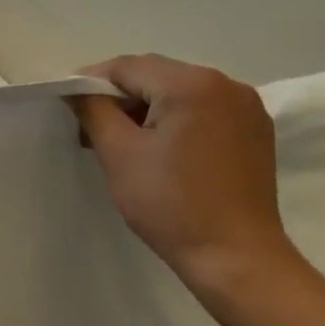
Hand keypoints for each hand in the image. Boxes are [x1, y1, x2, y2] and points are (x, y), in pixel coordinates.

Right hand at [71, 54, 301, 299]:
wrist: (236, 258)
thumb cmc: (170, 203)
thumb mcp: (118, 153)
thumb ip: (93, 110)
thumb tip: (76, 89)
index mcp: (192, 84)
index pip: (127, 67)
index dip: (92, 82)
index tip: (69, 106)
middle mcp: (226, 85)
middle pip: (155, 76)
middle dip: (119, 97)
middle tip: (90, 129)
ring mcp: (246, 108)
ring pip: (179, 92)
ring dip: (146, 109)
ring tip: (123, 143)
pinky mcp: (255, 132)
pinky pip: (203, 110)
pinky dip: (175, 120)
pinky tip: (160, 150)